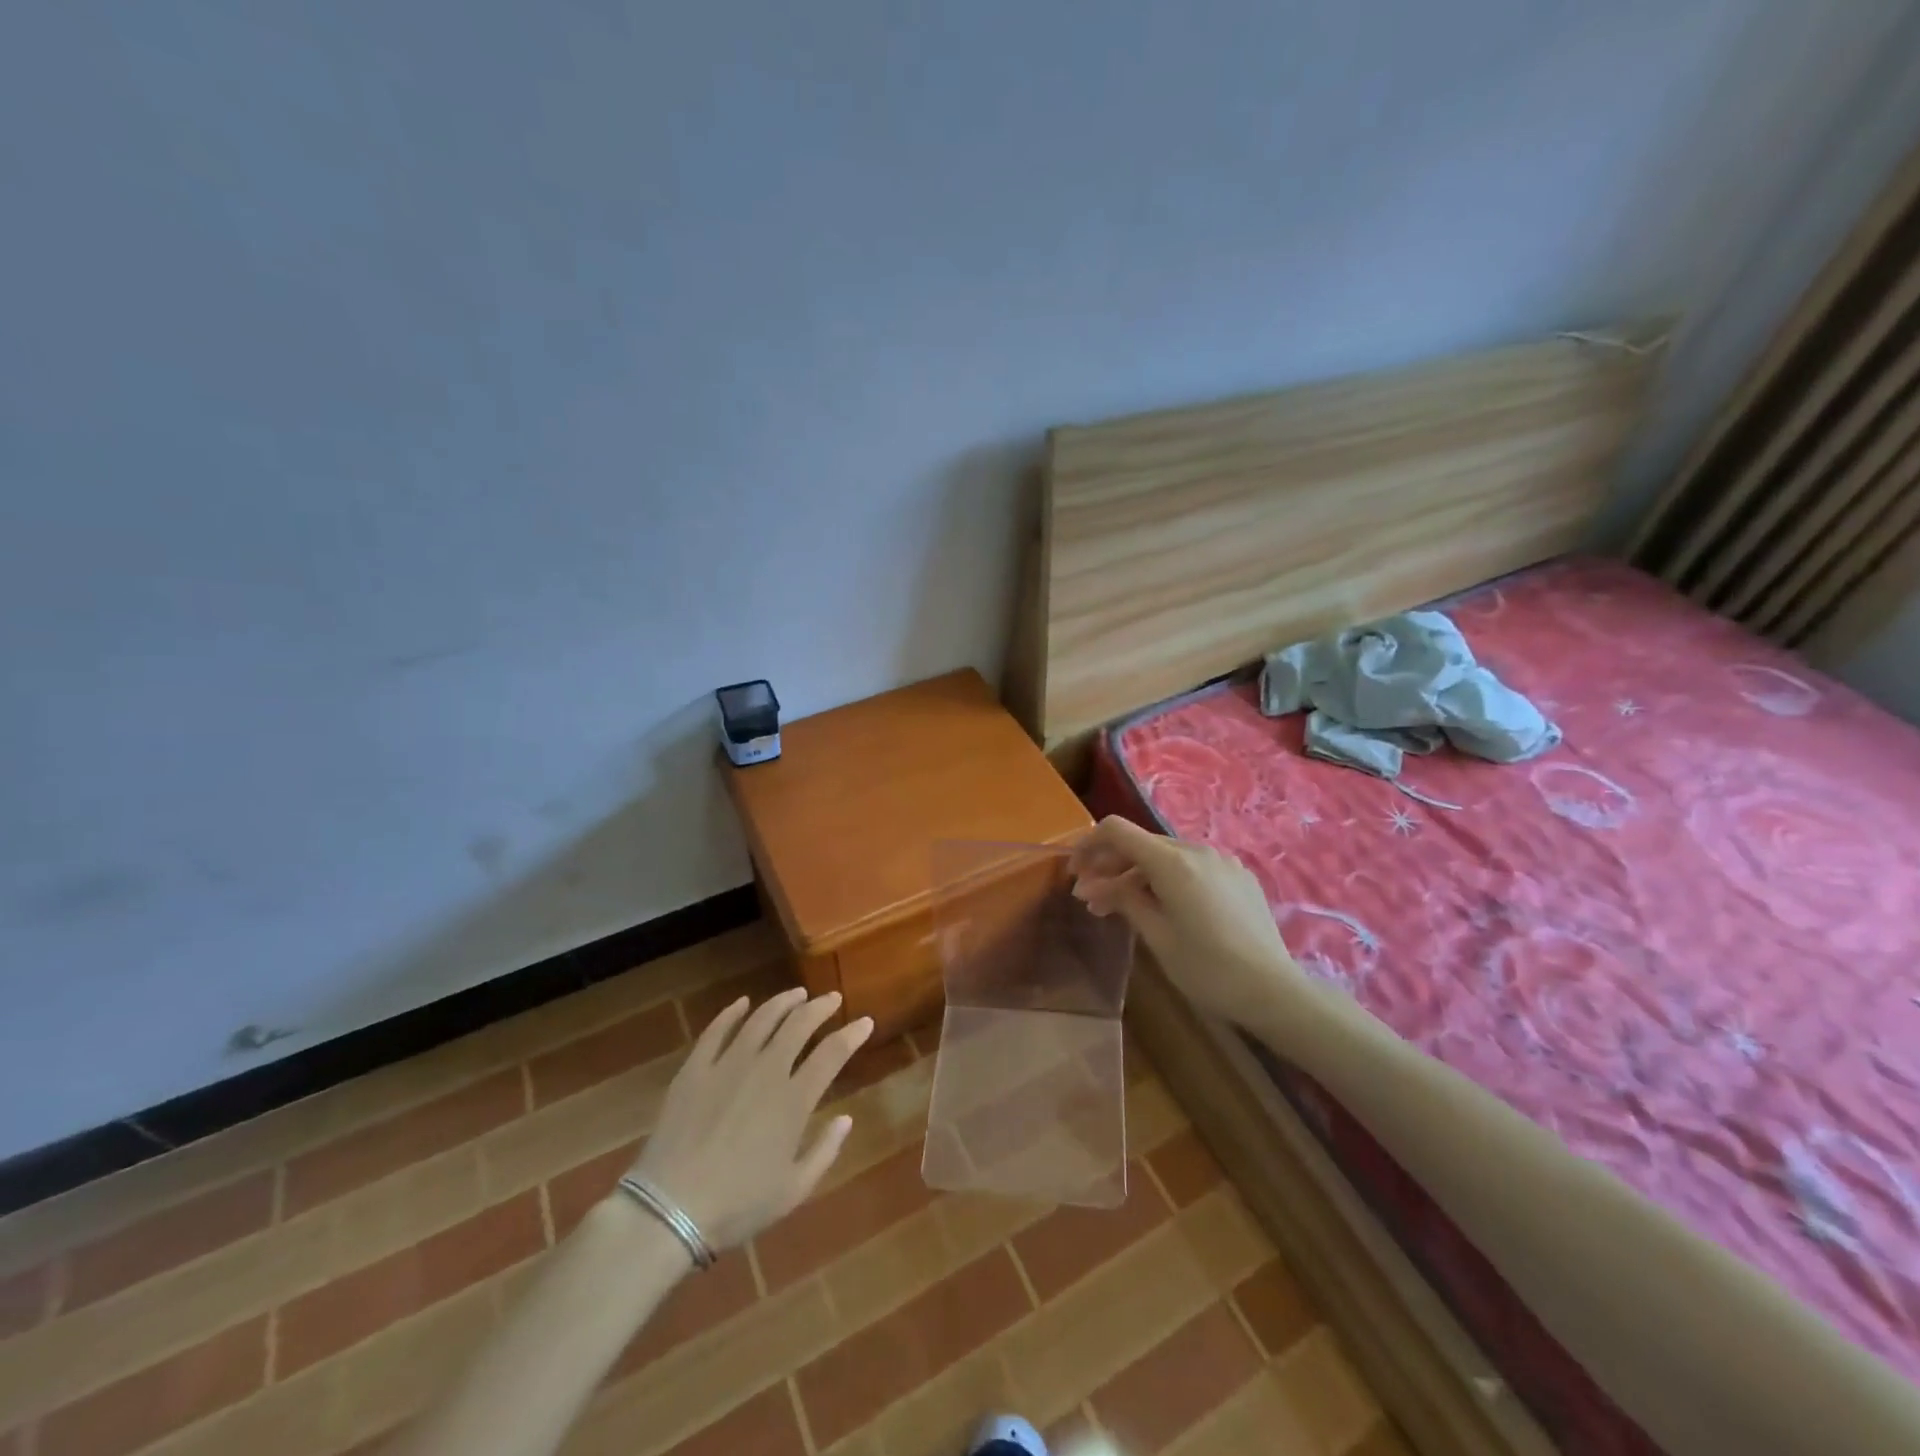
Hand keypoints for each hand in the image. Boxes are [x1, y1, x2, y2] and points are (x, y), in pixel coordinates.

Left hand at [631, 988, 872, 1251]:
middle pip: (798, 1024)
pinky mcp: (695, 1069)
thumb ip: (825, 1150)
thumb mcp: (793, 1190)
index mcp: (794, 1100)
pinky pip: (716, 1030)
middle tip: (831, 998)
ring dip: (782, 1002)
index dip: (852, 1034)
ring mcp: (727, 1065)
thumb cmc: (737, 1205)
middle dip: (820, 1007)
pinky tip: (742, 1003)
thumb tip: (846, 1118)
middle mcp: (765, 1071)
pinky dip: (732, 1012)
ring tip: (796, 994)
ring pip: (761, 1019)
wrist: (669, 1209)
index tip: (865, 1021)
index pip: (832, 1053)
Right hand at [1069, 815, 1304, 1027]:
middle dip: (1110, 866)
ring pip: (1166, 856)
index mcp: (1172, 862)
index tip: (1074, 873)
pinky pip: (1193, 867)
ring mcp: (1222, 861)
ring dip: (1138, 875)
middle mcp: (1197, 850)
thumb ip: (1124, 900)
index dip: (1088, 845)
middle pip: (1141, 844)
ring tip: (1122, 908)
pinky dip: (1168, 879)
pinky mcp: (1239, 876)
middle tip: (1091, 899)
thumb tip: (1092, 885)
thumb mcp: (1157, 936)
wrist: (1274, 991)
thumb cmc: (1208, 969)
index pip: (1117, 831)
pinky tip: (1164, 907)